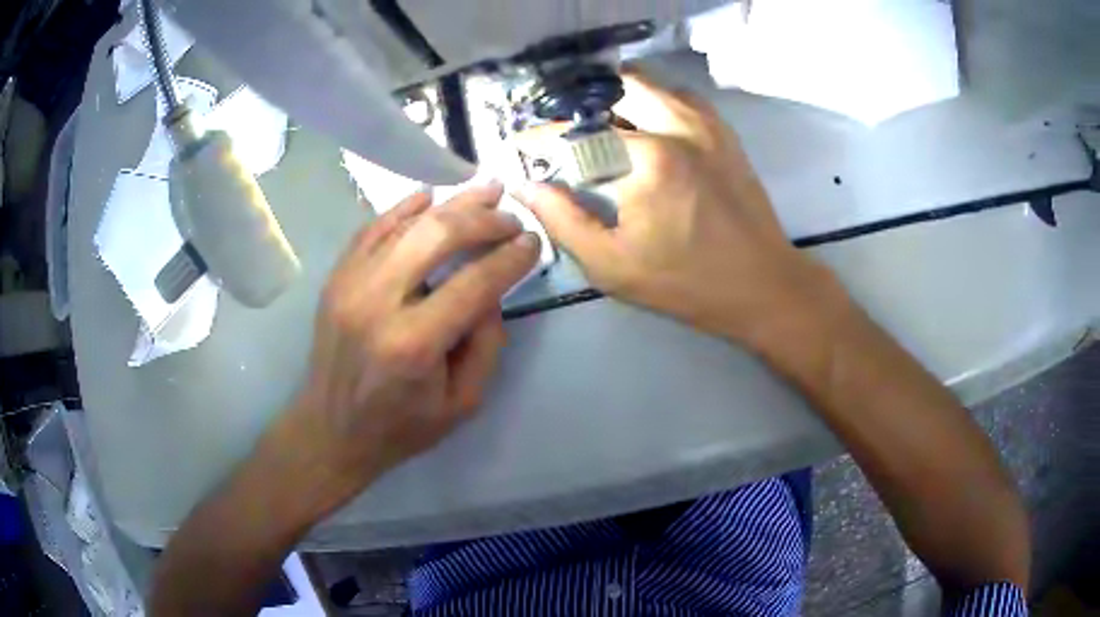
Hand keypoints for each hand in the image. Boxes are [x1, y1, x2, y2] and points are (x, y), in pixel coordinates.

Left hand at [284, 184, 539, 503]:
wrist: (331, 430)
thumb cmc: (400, 427)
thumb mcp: (462, 404)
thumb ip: (486, 345)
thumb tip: (490, 291)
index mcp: (413, 345)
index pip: (474, 283)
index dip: (510, 258)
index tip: (532, 242)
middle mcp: (377, 303)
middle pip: (437, 236)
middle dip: (483, 219)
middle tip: (510, 216)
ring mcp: (350, 284)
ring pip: (406, 224)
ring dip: (451, 203)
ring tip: (484, 190)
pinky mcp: (336, 278)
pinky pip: (371, 229)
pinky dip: (402, 208)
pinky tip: (429, 197)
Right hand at [516, 72, 842, 345]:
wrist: (762, 283)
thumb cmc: (686, 282)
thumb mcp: (613, 265)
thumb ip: (564, 221)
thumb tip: (528, 186)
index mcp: (648, 160)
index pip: (578, 132)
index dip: (542, 137)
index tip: (520, 145)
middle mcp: (677, 126)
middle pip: (614, 88)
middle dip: (582, 106)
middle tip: (566, 132)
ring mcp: (706, 124)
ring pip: (649, 83)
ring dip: (617, 96)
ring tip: (600, 124)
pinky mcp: (723, 131)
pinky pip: (679, 95)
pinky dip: (653, 99)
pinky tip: (644, 124)